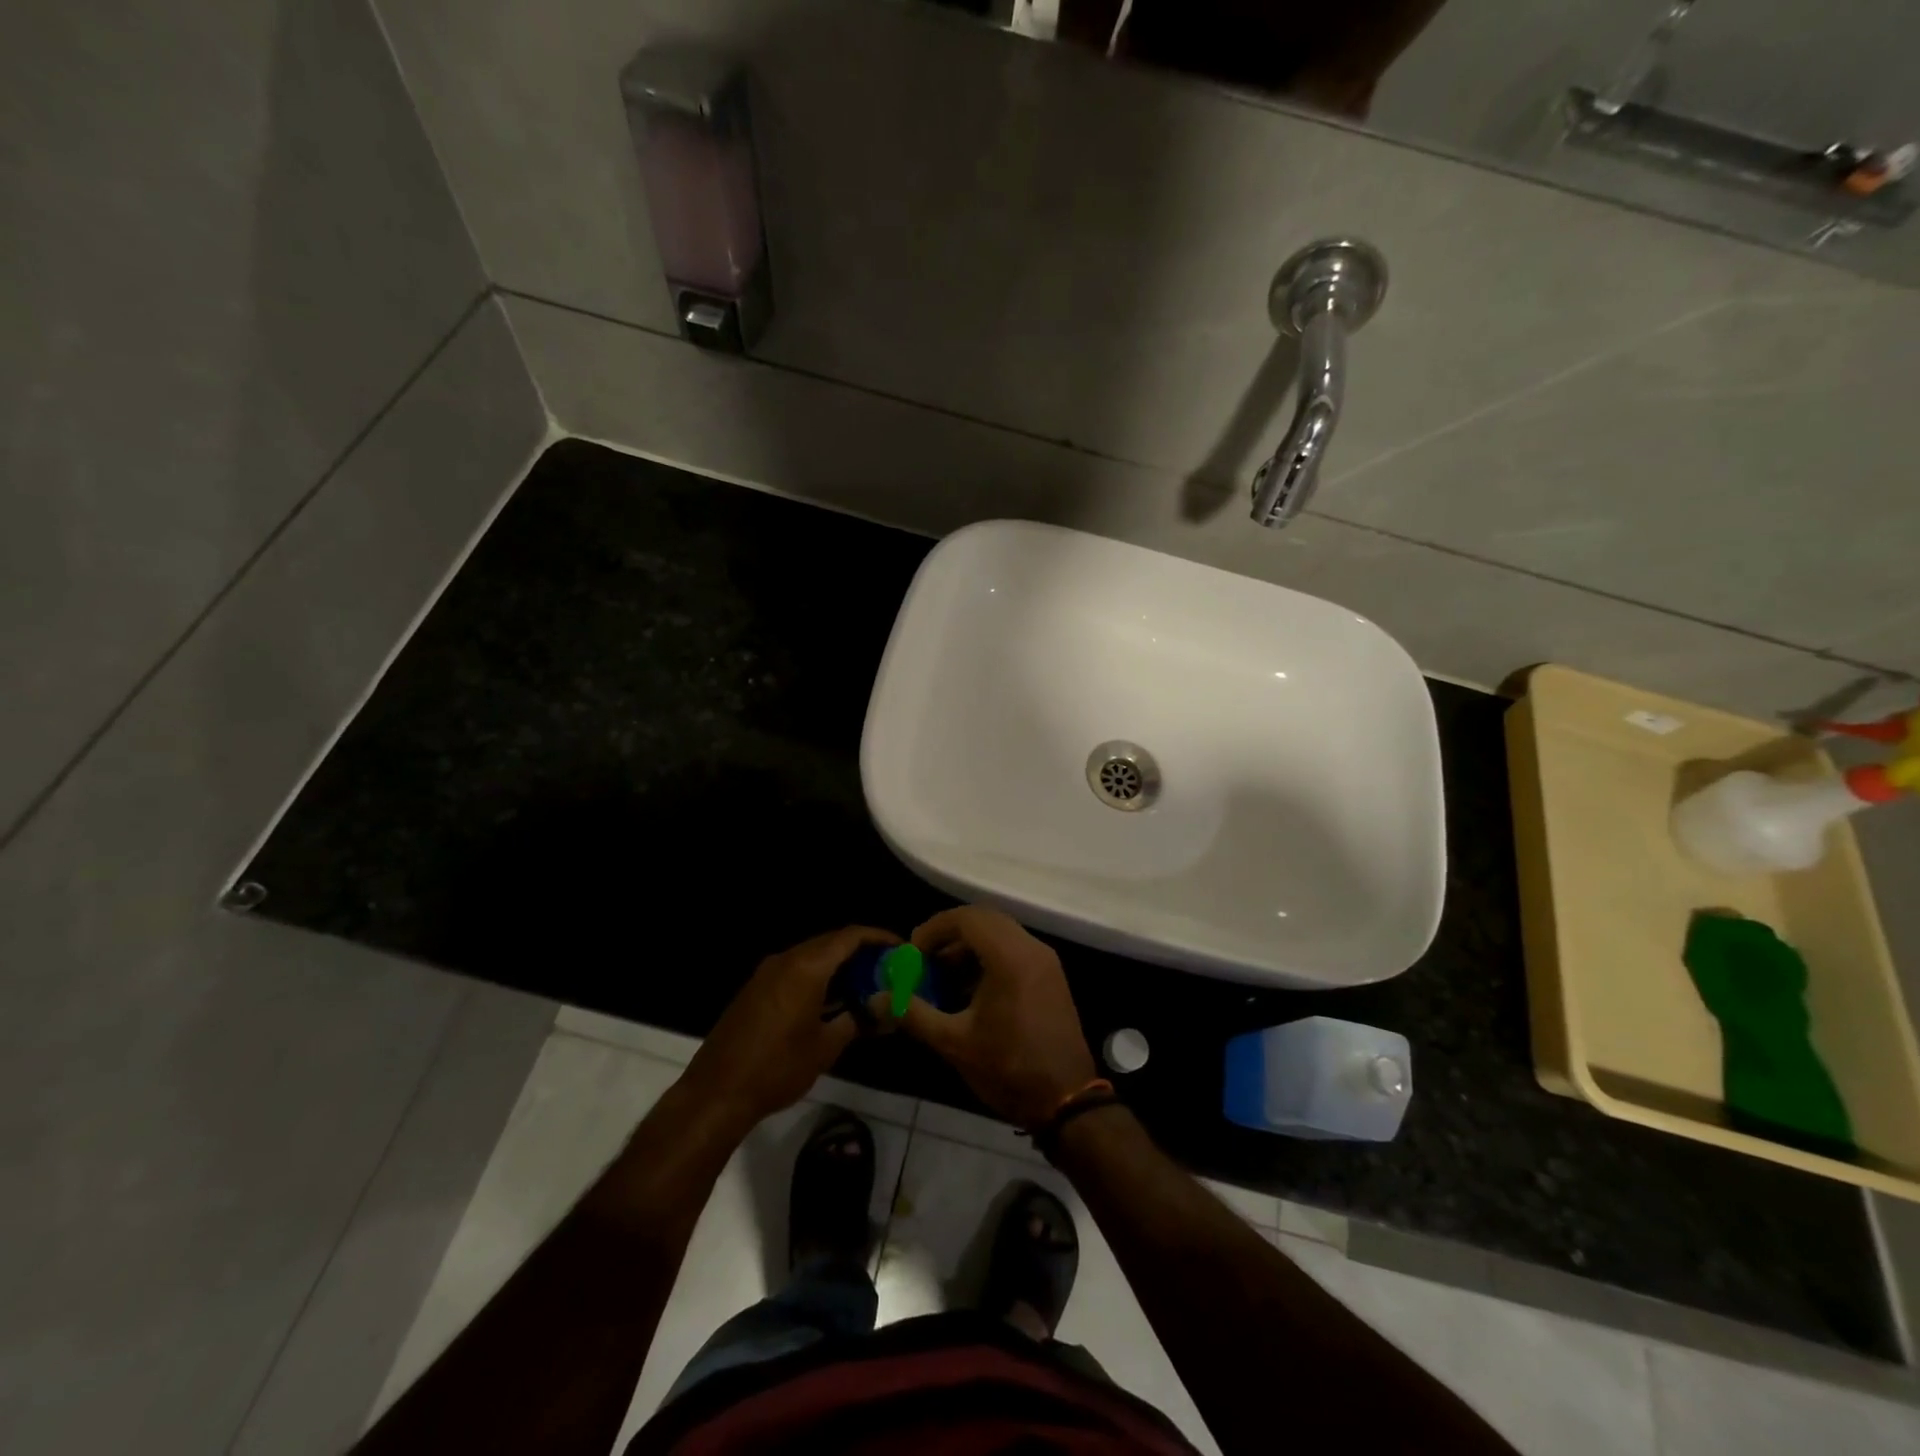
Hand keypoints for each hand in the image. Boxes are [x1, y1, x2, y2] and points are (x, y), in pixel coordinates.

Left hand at [682, 926, 895, 1135]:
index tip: (900, 947)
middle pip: (830, 942)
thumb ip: (857, 1021)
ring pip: (812, 956)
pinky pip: (795, 970)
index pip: (850, 936)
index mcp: (806, 967)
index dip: (878, 937)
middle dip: (860, 951)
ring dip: (838, 964)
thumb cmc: (777, 1068)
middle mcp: (786, 960)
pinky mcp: (756, 989)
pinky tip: (832, 999)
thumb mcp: (825, 1047)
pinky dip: (818, 976)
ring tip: (865, 983)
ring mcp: (767, 973)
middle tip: (886, 967)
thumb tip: (886, 1011)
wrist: (717, 1092)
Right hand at [895, 906, 1097, 1127]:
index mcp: (1010, 957)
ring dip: (968, 947)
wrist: (1066, 1100)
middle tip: (923, 960)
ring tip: (942, 978)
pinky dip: (989, 958)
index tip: (912, 953)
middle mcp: (1031, 948)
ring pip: (1000, 934)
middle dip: (949, 935)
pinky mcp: (1051, 976)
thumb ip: (913, 1014)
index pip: (966, 918)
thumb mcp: (954, 1043)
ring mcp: (1045, 961)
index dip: (934, 929)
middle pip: (984, 920)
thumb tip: (877, 999)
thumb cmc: (1008, 1068)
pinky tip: (969, 991)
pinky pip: (1014, 950)